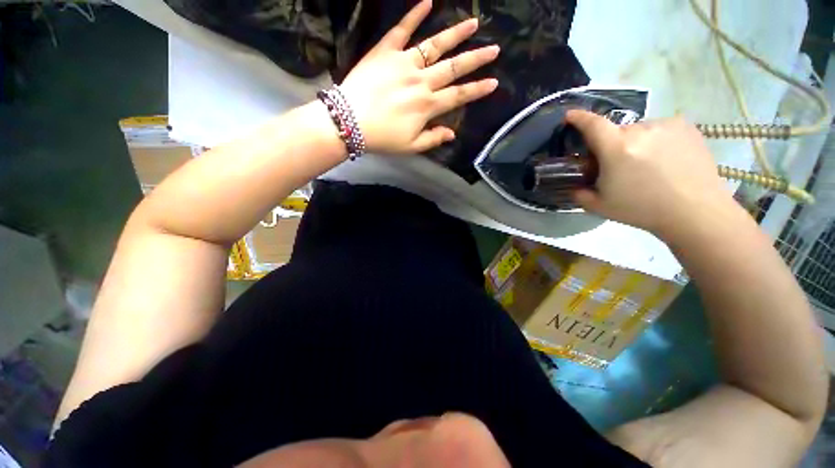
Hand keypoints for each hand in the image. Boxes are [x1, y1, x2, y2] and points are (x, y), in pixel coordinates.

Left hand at [338, 0, 499, 153]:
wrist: (348, 122)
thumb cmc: (382, 138)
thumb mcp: (411, 146)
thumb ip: (433, 138)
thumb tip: (452, 134)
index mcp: (428, 106)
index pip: (459, 96)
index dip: (477, 90)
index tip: (493, 82)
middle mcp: (421, 81)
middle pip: (454, 67)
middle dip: (476, 58)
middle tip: (494, 49)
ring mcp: (404, 63)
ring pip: (435, 45)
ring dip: (456, 33)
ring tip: (473, 22)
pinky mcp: (385, 51)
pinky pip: (401, 29)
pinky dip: (414, 15)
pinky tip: (428, 1)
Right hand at [567, 110, 733, 236]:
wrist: (696, 211)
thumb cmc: (642, 209)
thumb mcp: (600, 206)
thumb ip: (579, 193)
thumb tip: (574, 185)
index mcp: (617, 148)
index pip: (592, 124)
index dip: (579, 118)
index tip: (570, 115)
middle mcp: (641, 130)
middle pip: (616, 132)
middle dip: (611, 145)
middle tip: (617, 166)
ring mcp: (666, 125)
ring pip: (639, 131)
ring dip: (634, 143)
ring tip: (646, 165)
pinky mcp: (686, 127)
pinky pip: (659, 129)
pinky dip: (655, 140)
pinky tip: (665, 160)